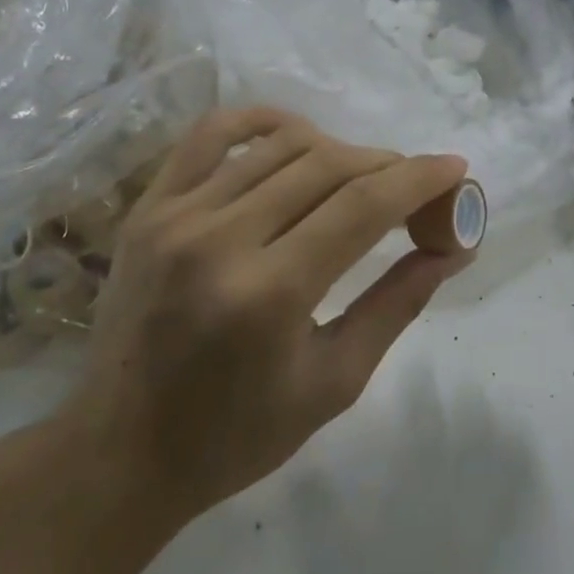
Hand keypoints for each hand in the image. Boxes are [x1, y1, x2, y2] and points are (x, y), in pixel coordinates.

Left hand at [49, 108, 470, 532]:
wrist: (118, 453)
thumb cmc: (236, 436)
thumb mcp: (334, 383)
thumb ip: (396, 305)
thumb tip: (451, 249)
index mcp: (269, 295)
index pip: (362, 206)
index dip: (419, 179)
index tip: (455, 169)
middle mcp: (220, 240)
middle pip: (327, 166)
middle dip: (386, 165)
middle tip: (414, 184)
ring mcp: (176, 216)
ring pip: (280, 146)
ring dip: (336, 149)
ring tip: (361, 175)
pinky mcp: (149, 208)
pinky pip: (211, 135)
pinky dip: (261, 121)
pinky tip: (295, 132)